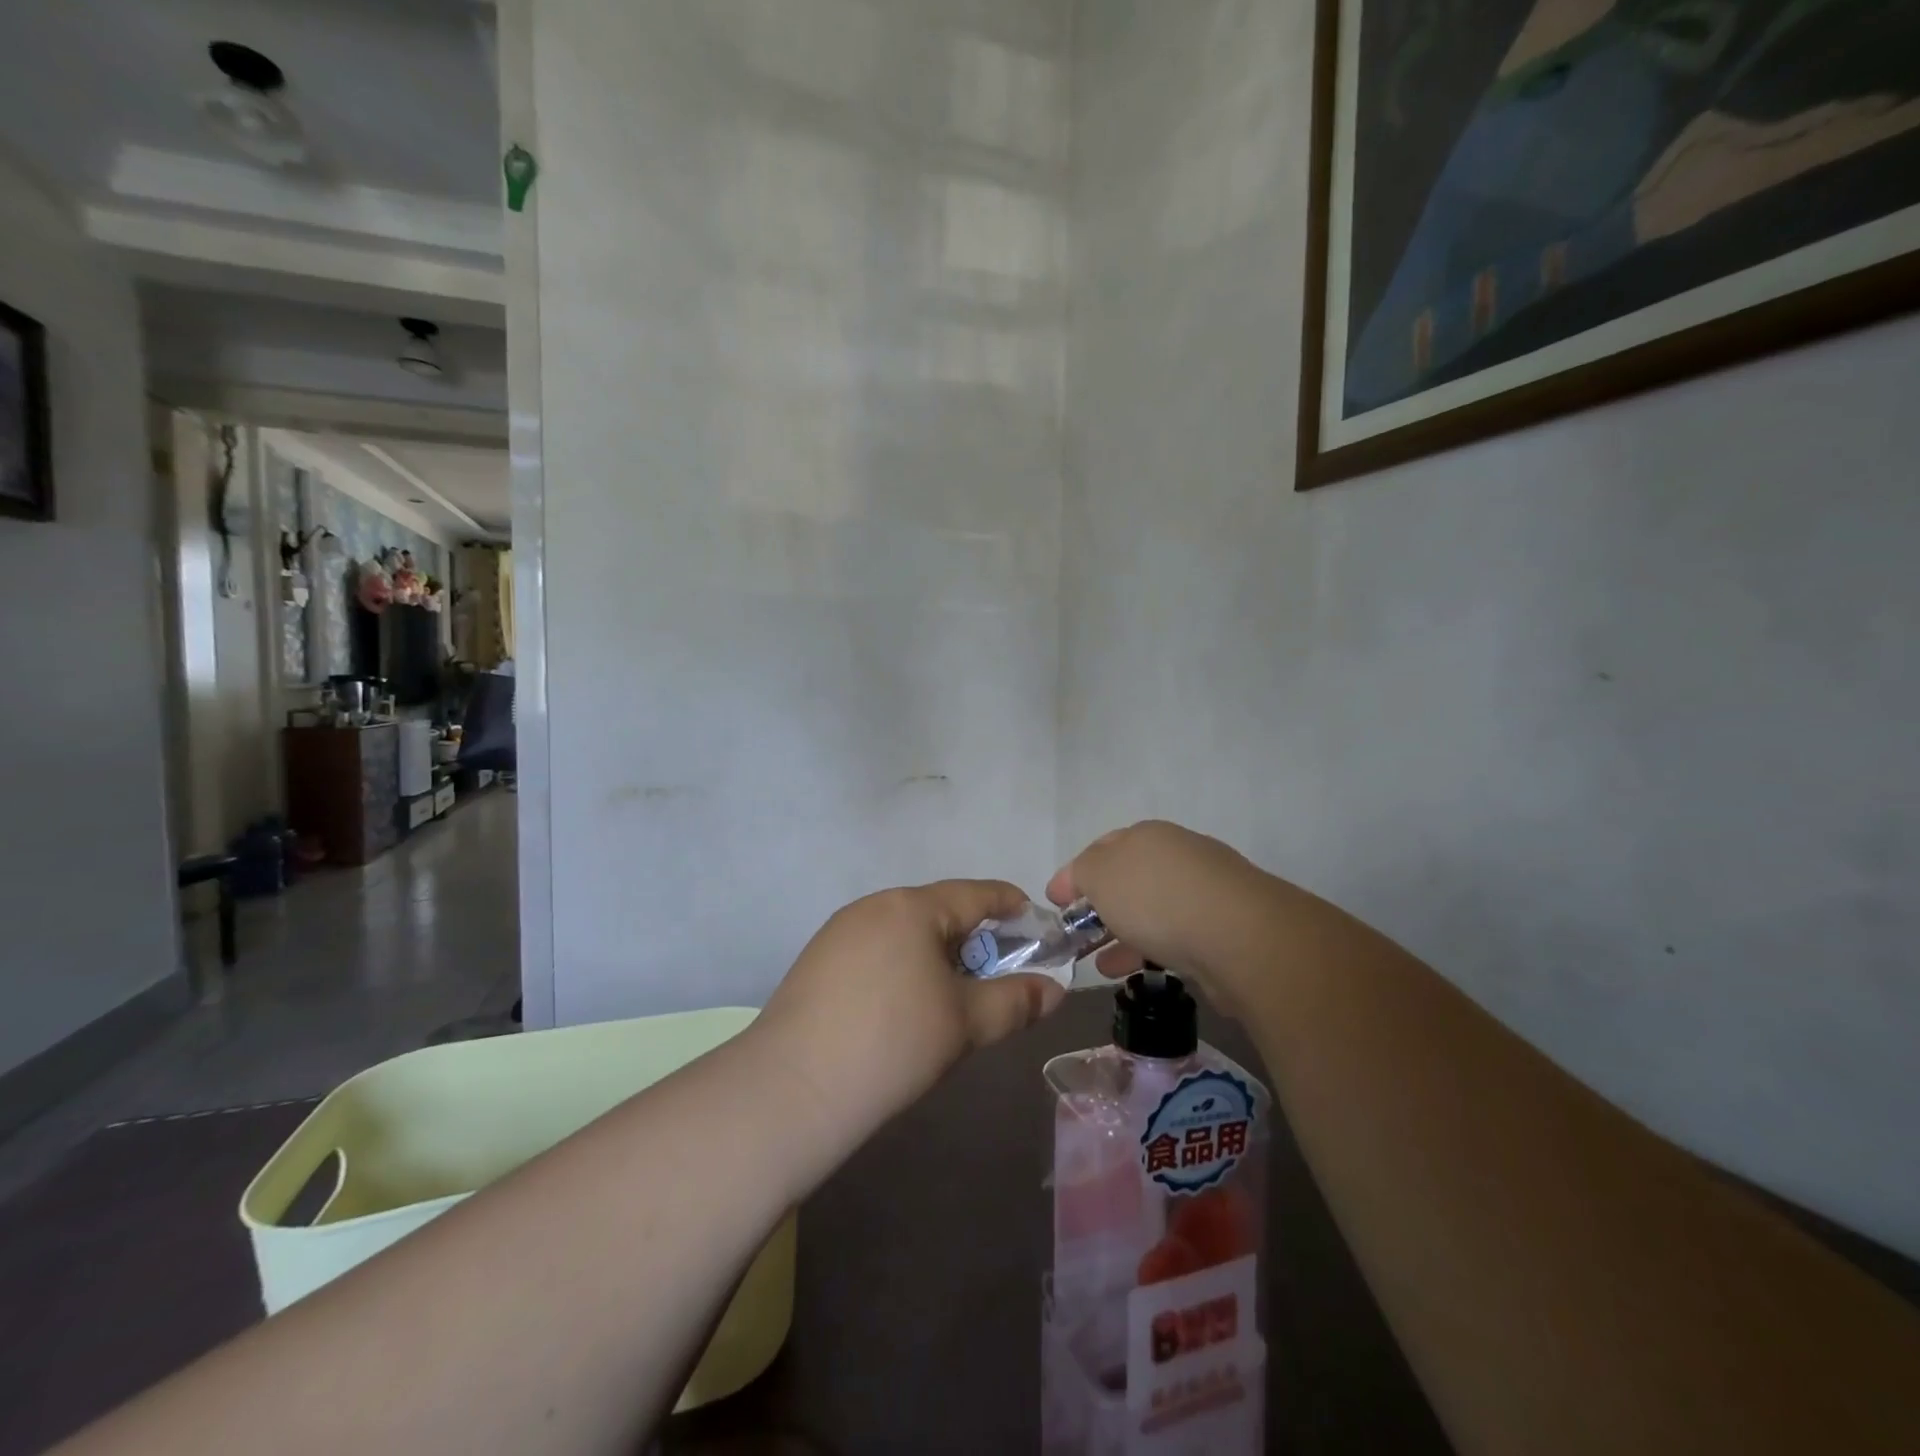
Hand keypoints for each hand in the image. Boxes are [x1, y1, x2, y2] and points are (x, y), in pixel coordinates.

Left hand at [757, 880, 1067, 1143]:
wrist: (793, 1089)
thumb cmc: (893, 1043)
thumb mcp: (966, 1023)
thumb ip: (1016, 1001)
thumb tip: (1054, 990)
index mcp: (912, 907)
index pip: (975, 893)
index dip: (1010, 905)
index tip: (1034, 923)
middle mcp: (873, 906)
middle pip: (938, 912)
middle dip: (973, 938)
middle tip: (997, 975)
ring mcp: (838, 932)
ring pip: (904, 933)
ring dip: (936, 955)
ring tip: (952, 997)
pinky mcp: (816, 961)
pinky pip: (875, 951)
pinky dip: (902, 968)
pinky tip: (903, 1008)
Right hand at [1047, 821, 1279, 1015]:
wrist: (1240, 937)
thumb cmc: (1157, 898)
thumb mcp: (1100, 875)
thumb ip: (1082, 872)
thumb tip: (1081, 877)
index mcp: (1147, 835)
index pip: (1101, 848)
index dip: (1074, 874)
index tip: (1055, 901)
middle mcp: (1178, 855)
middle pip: (1128, 879)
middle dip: (1099, 906)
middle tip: (1077, 934)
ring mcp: (1205, 892)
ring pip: (1151, 911)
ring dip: (1122, 934)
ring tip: (1099, 963)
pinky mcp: (1224, 929)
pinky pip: (1174, 936)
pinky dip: (1149, 950)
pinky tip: (1134, 971)